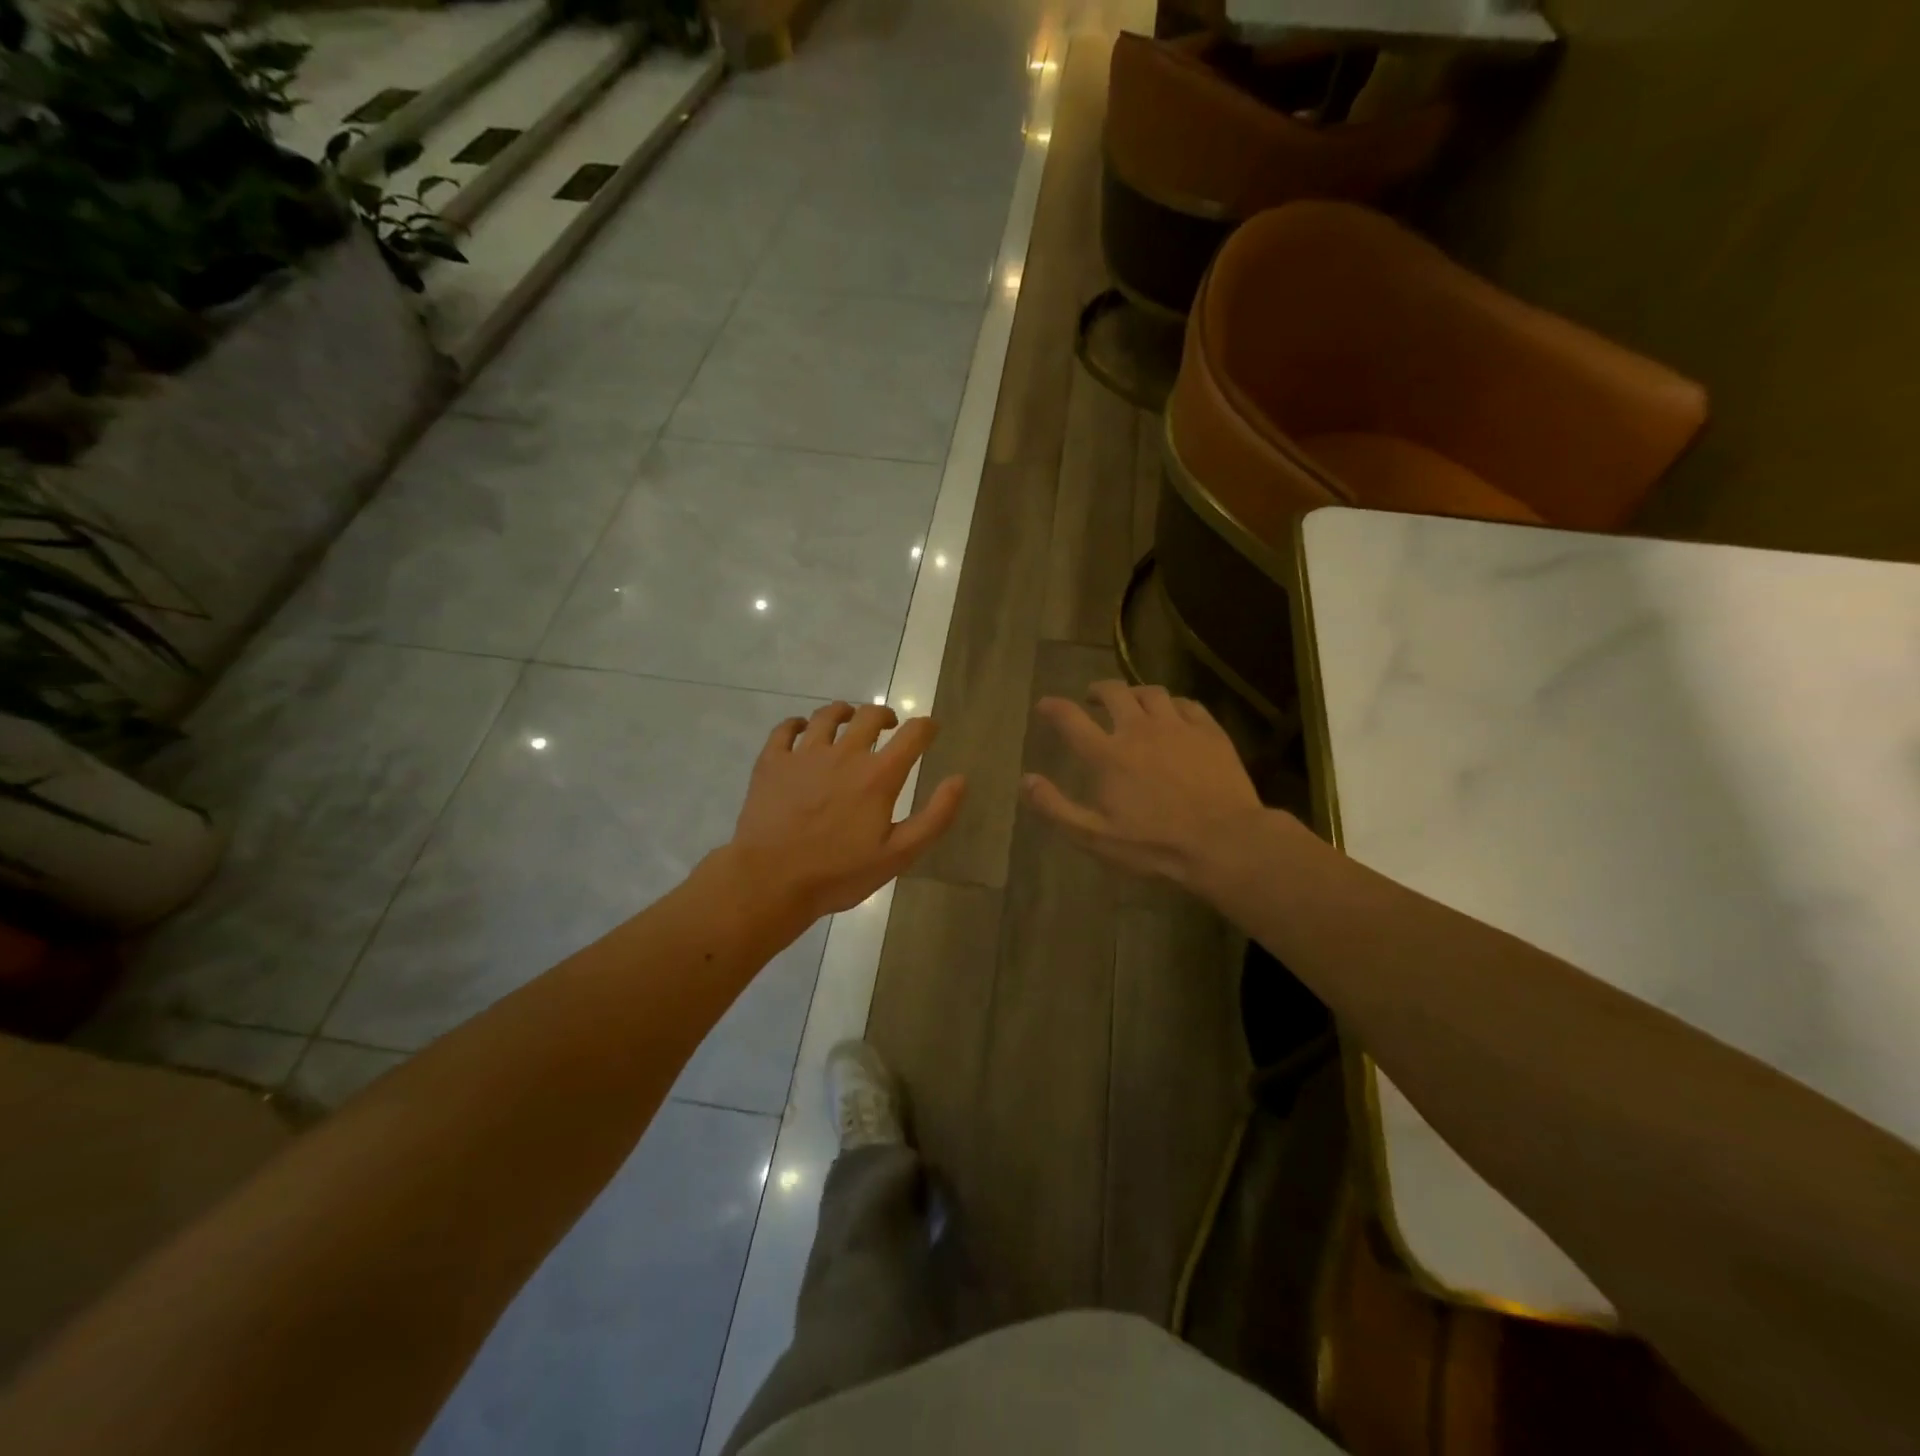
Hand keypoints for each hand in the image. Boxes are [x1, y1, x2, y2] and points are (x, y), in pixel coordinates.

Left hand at [732, 702, 965, 920]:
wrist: (770, 880)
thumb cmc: (838, 873)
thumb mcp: (898, 855)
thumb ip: (934, 817)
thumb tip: (960, 779)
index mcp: (878, 776)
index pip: (913, 735)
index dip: (927, 727)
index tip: (930, 729)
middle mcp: (844, 754)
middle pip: (869, 716)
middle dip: (885, 715)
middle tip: (889, 725)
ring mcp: (804, 754)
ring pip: (827, 715)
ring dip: (844, 712)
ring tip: (848, 719)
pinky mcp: (772, 762)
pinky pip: (785, 729)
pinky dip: (797, 724)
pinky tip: (801, 730)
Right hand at [1023, 681, 1263, 888]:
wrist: (1223, 842)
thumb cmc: (1154, 844)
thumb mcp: (1095, 836)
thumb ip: (1056, 807)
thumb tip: (1026, 780)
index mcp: (1108, 755)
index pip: (1071, 719)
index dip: (1053, 707)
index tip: (1044, 705)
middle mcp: (1139, 729)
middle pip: (1114, 693)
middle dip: (1098, 690)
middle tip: (1092, 698)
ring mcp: (1177, 727)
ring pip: (1151, 692)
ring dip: (1134, 693)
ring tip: (1132, 702)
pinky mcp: (1209, 732)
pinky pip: (1187, 704)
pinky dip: (1172, 705)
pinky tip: (1172, 715)